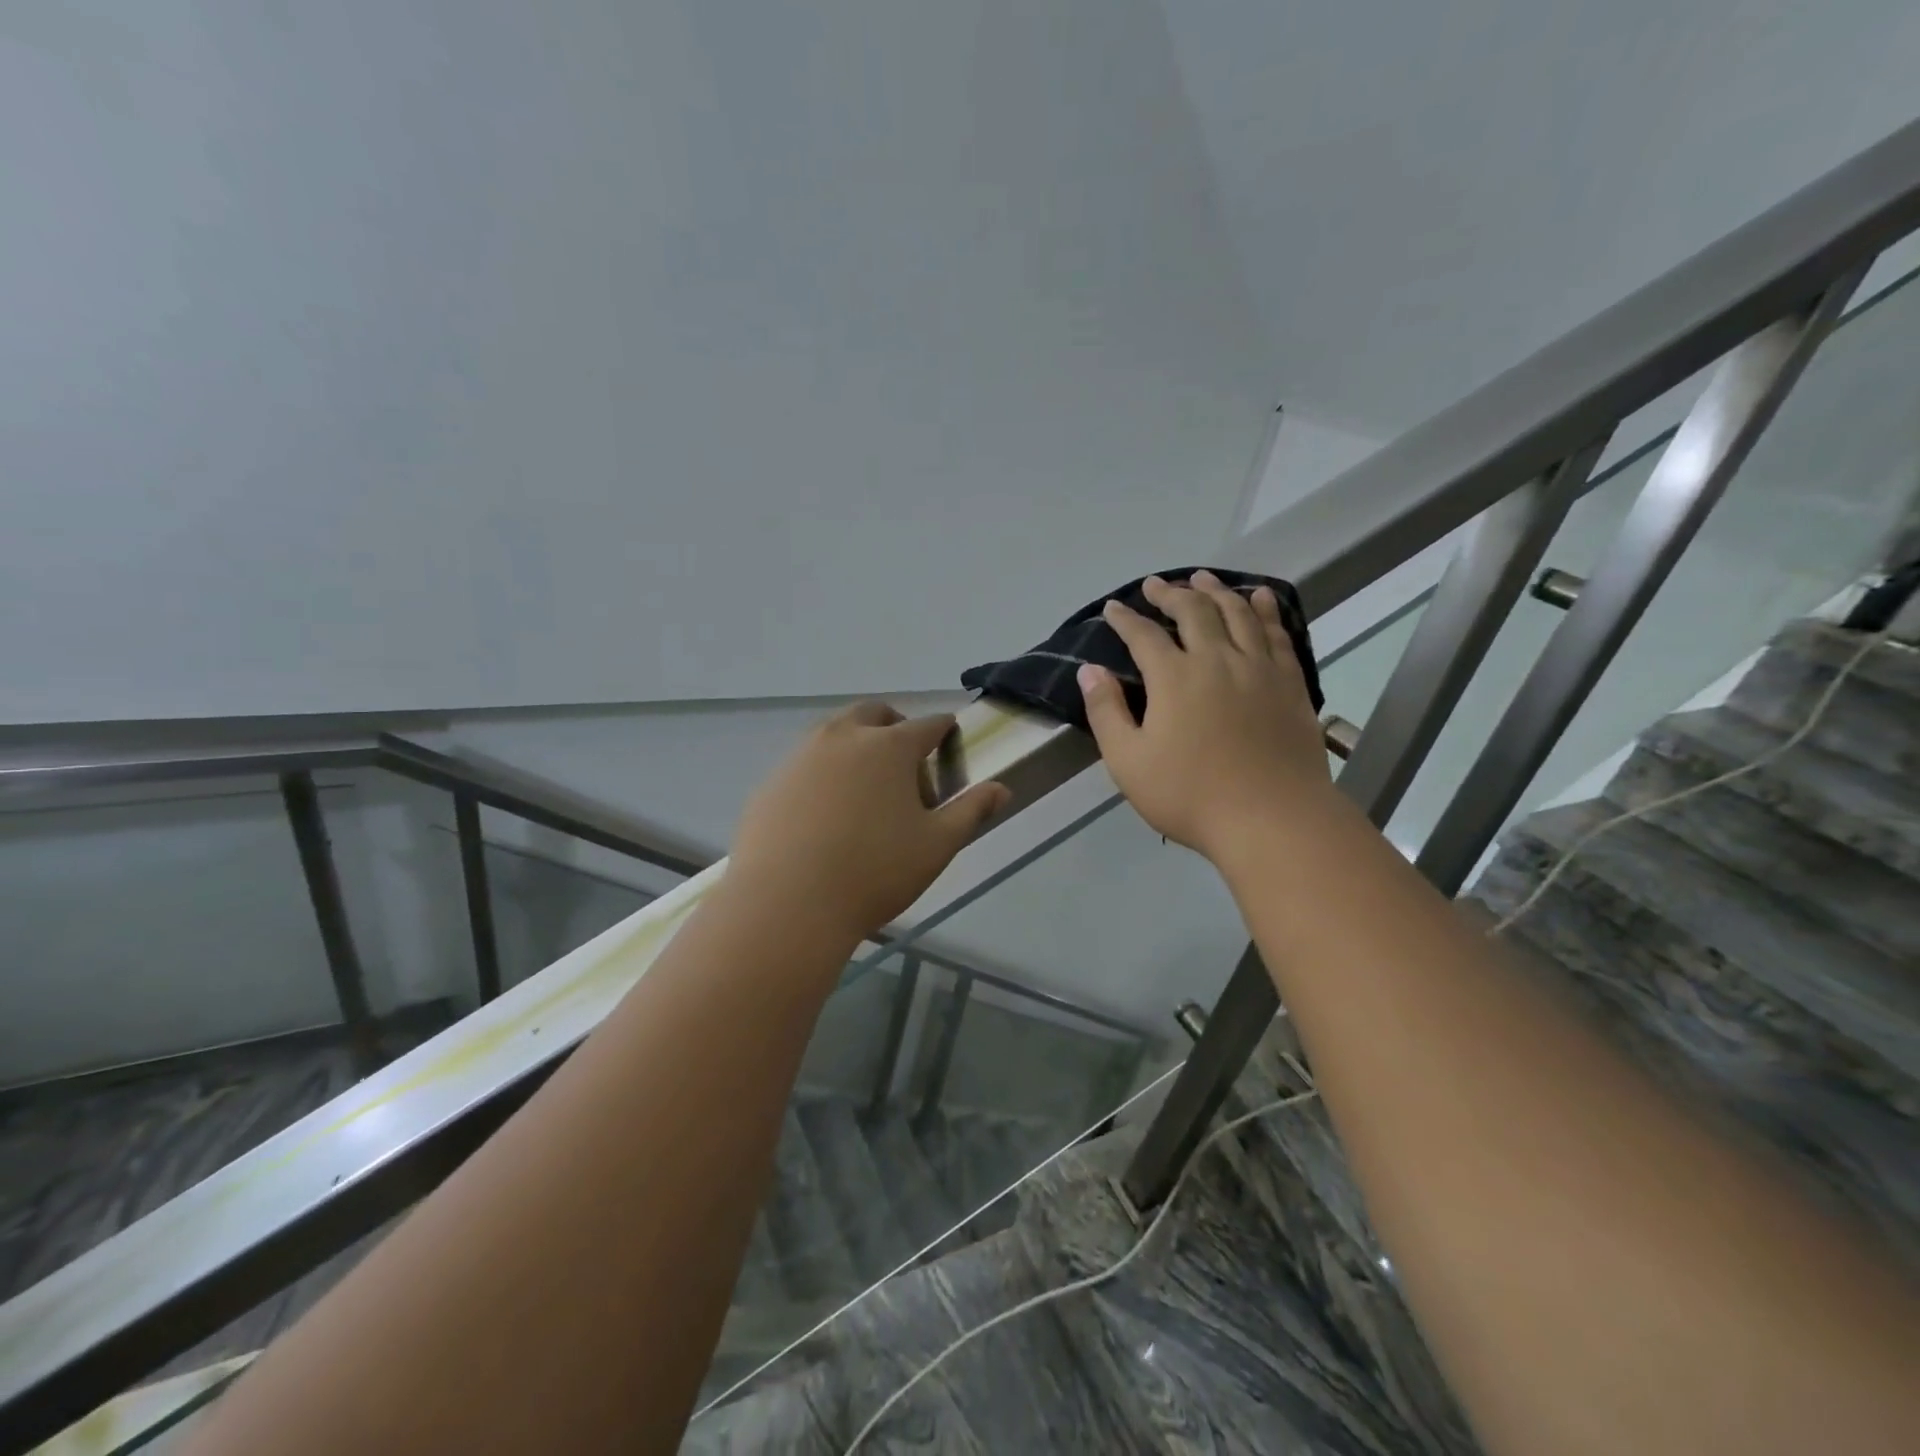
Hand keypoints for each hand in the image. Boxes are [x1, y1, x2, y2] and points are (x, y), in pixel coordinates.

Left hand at [729, 702, 1010, 938]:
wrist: (787, 903)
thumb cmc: (874, 872)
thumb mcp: (936, 846)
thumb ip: (971, 812)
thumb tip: (1001, 789)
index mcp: (889, 747)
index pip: (927, 725)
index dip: (944, 730)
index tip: (950, 740)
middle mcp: (843, 737)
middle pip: (875, 714)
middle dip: (895, 726)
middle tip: (905, 760)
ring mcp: (801, 756)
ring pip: (834, 732)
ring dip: (856, 744)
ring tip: (865, 786)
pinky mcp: (772, 781)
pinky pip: (805, 763)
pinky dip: (823, 771)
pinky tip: (825, 812)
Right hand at [1078, 571, 1332, 860]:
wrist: (1273, 819)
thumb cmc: (1191, 796)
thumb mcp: (1129, 762)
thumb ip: (1106, 712)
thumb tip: (1089, 671)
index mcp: (1174, 677)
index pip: (1144, 636)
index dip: (1125, 619)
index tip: (1113, 608)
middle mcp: (1217, 659)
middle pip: (1193, 611)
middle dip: (1171, 594)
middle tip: (1156, 585)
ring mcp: (1259, 668)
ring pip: (1237, 613)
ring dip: (1216, 590)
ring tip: (1202, 578)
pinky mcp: (1290, 682)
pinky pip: (1278, 632)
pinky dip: (1265, 609)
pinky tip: (1259, 598)